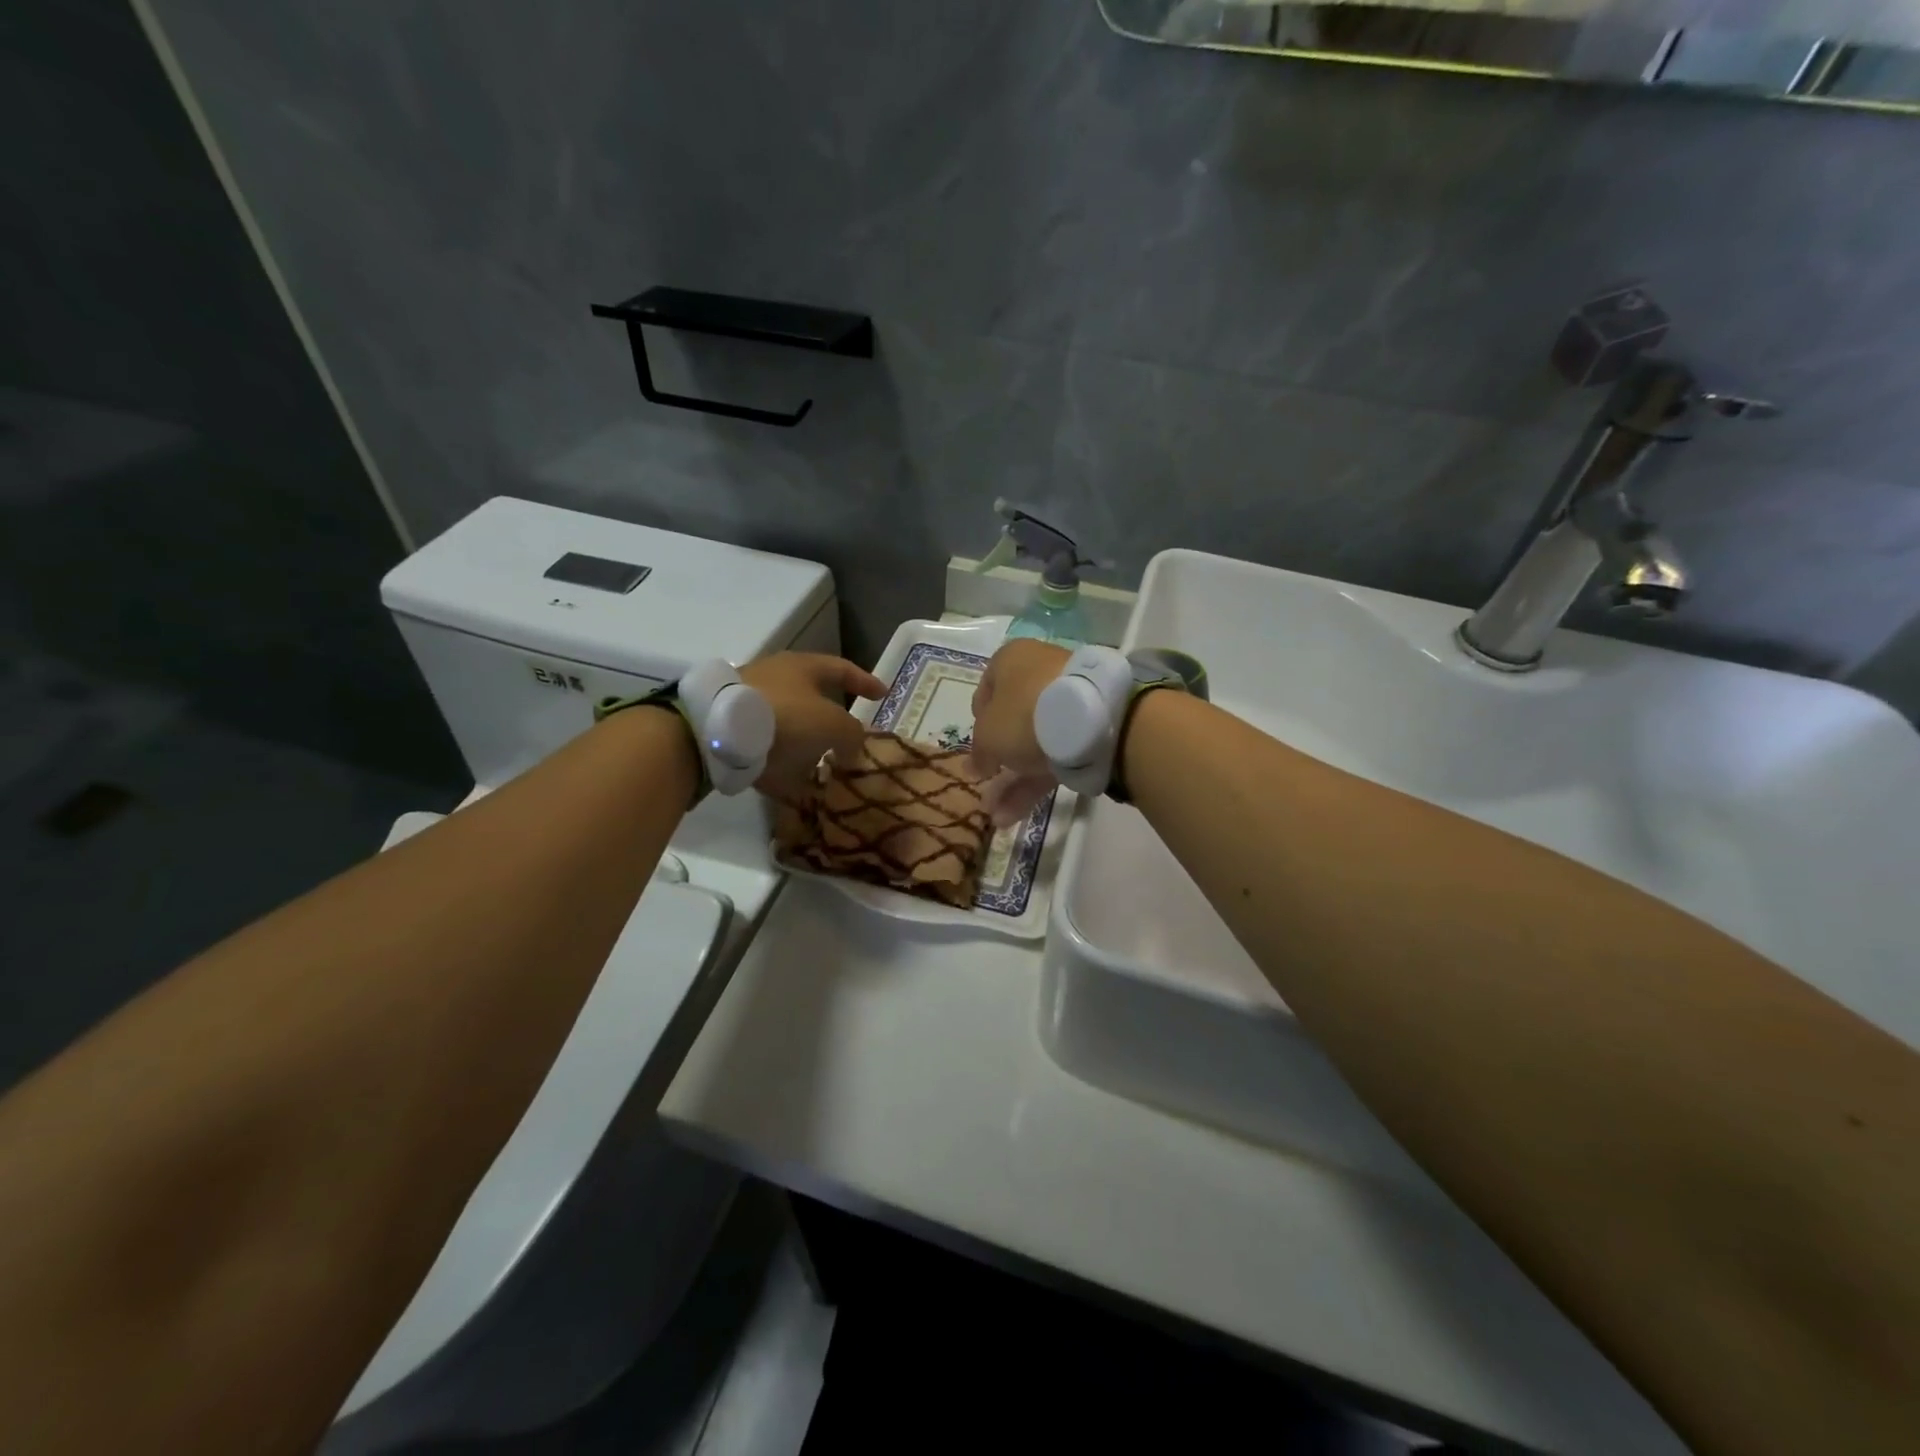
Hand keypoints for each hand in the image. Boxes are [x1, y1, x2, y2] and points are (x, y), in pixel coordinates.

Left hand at [739, 652, 887, 799]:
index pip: (842, 669)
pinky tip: (798, 790)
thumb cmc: (787, 715)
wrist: (721, 732)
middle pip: (812, 699)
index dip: (865, 682)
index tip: (883, 695)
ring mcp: (751, 706)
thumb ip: (852, 734)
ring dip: (807, 747)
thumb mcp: (834, 724)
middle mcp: (776, 679)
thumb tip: (852, 746)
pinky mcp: (734, 734)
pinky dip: (783, 770)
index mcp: (802, 666)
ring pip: (789, 727)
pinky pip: (767, 753)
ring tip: (824, 770)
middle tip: (848, 740)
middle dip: (831, 721)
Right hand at [970, 638, 1070, 825]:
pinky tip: (1015, 815)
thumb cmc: (1023, 713)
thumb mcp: (988, 736)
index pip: (986, 692)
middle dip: (997, 760)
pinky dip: (1036, 783)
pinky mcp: (1088, 729)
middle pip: (1011, 721)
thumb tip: (974, 768)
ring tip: (997, 815)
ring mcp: (1067, 702)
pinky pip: (1055, 755)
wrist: (1089, 717)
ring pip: (1033, 743)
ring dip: (1014, 780)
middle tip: (985, 787)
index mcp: (1010, 661)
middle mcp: (1039, 674)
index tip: (976, 749)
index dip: (977, 723)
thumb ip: (979, 753)